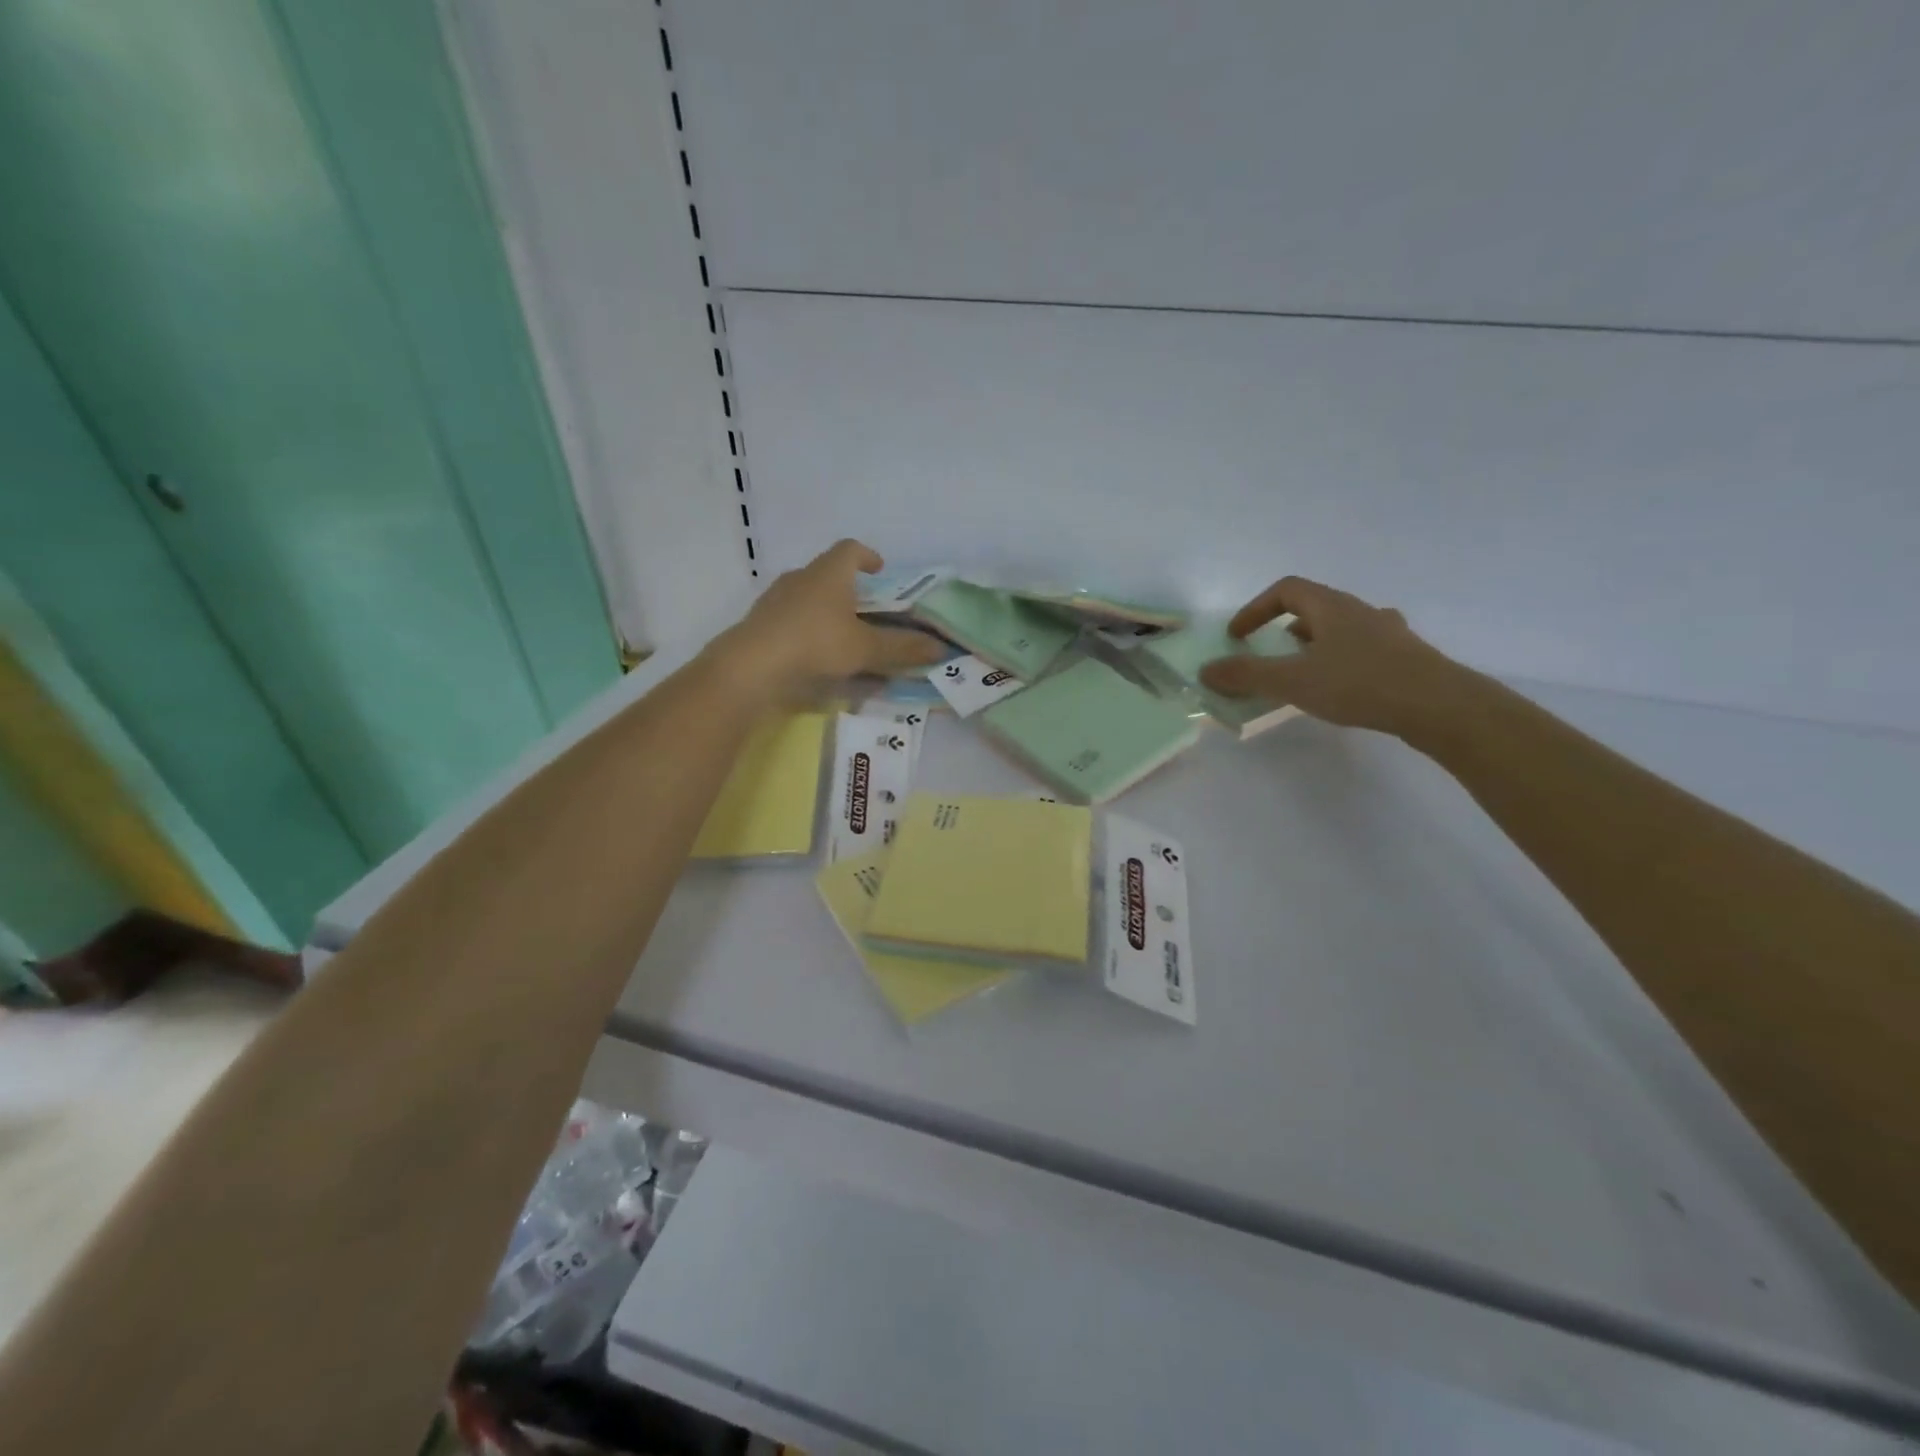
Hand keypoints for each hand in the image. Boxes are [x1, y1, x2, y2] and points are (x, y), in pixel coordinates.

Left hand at [712, 540, 947, 700]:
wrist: (752, 667)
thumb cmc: (816, 644)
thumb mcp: (866, 649)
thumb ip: (902, 649)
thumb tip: (940, 649)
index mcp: (828, 573)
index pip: (850, 549)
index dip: (867, 556)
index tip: (880, 570)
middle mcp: (800, 578)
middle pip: (828, 574)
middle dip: (849, 590)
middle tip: (867, 610)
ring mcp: (776, 601)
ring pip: (808, 598)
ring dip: (827, 612)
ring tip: (844, 637)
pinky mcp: (761, 625)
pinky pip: (792, 621)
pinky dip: (809, 633)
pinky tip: (817, 658)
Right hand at [1199, 576, 1478, 739]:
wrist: (1439, 705)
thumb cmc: (1359, 684)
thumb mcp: (1292, 681)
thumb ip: (1247, 675)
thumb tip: (1206, 670)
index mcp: (1330, 607)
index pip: (1285, 589)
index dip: (1256, 608)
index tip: (1238, 635)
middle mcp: (1360, 610)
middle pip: (1314, 606)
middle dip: (1283, 626)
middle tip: (1268, 652)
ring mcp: (1387, 632)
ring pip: (1341, 627)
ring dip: (1314, 642)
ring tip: (1303, 670)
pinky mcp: (1406, 656)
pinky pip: (1363, 648)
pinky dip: (1342, 659)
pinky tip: (1343, 684)